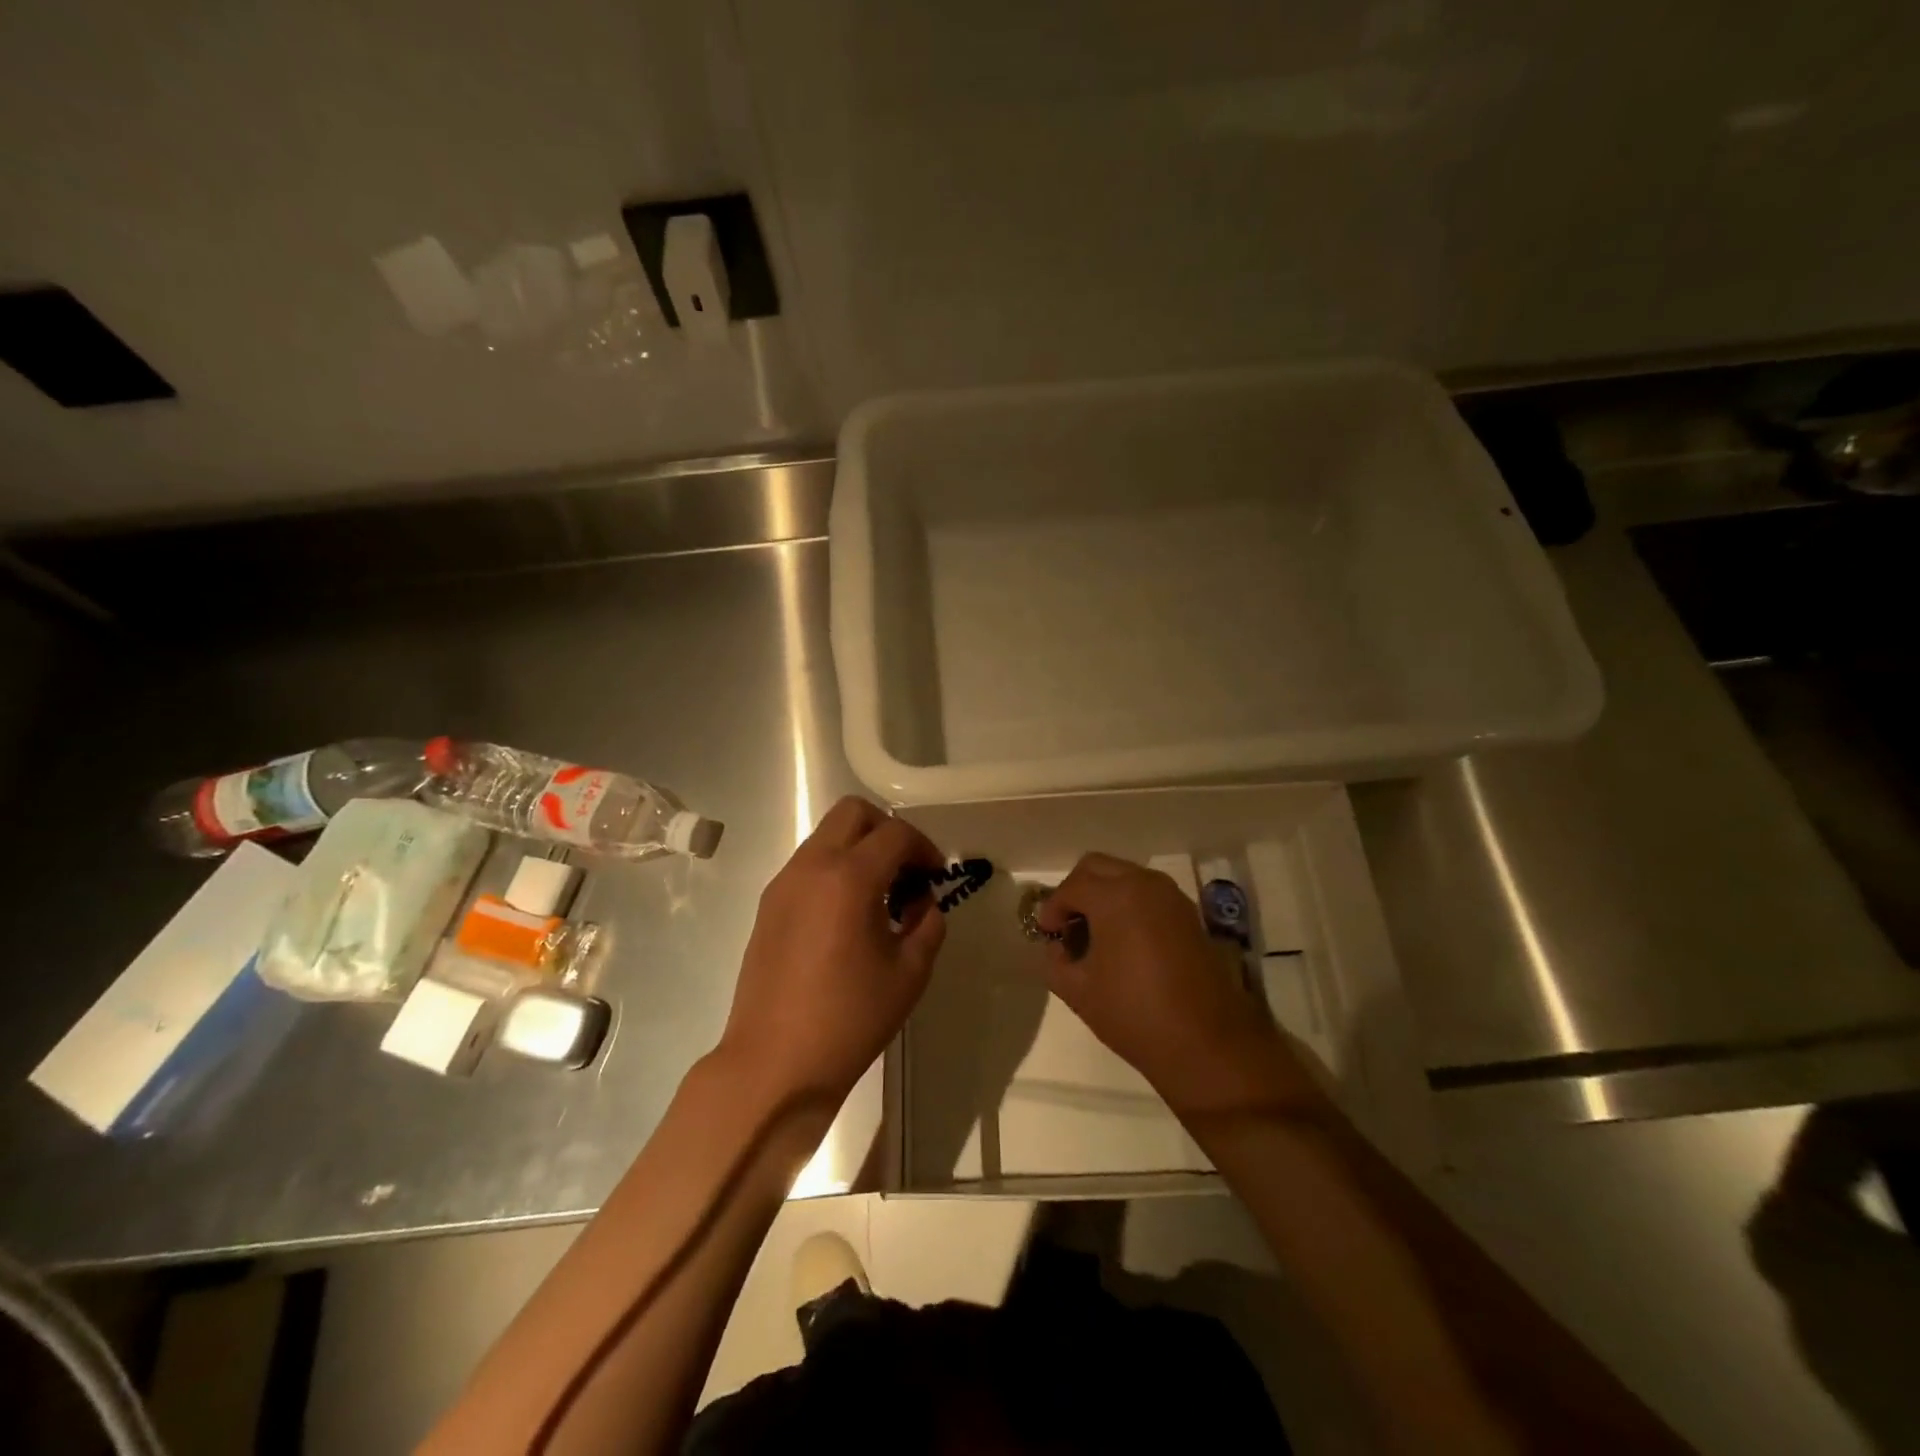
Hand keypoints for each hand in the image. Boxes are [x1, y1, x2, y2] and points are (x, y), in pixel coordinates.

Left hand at [719, 796, 947, 1105]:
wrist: (775, 1063)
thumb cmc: (849, 1019)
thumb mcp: (909, 973)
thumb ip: (927, 924)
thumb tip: (921, 901)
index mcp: (849, 878)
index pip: (896, 833)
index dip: (924, 847)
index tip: (936, 875)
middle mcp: (812, 867)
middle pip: (853, 812)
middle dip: (888, 830)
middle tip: (906, 870)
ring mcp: (784, 883)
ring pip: (827, 835)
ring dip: (859, 848)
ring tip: (879, 896)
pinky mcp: (768, 904)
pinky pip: (809, 863)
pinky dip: (836, 868)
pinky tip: (848, 914)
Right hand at [1037, 853, 1321, 1114]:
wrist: (1207, 1044)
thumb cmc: (1135, 1014)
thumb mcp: (1078, 991)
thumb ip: (1055, 960)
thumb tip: (1057, 946)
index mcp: (1115, 896)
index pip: (1071, 887)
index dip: (1052, 909)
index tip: (1046, 935)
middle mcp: (1145, 884)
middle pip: (1097, 867)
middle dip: (1076, 891)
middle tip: (1067, 925)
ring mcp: (1172, 897)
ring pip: (1125, 876)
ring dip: (1104, 895)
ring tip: (1094, 935)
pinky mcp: (1189, 914)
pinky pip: (1148, 894)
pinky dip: (1128, 904)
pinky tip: (1123, 942)